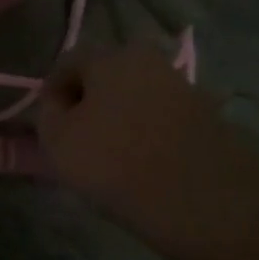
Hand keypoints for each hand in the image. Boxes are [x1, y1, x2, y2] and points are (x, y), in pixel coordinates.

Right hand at [38, 42, 258, 253]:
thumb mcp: (58, 142)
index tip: (49, 129)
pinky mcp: (209, 116)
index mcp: (110, 55)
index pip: (66, 64)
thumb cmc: (119, 165)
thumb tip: (57, 103)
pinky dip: (149, 135)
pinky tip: (147, 167)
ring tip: (113, 161)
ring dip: (120, 120)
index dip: (51, 95)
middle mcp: (149, 59)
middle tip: (80, 144)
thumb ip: (47, 114)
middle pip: (104, 78)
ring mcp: (183, 86)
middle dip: (89, 105)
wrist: (211, 204)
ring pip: (135, 98)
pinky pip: (163, 119)